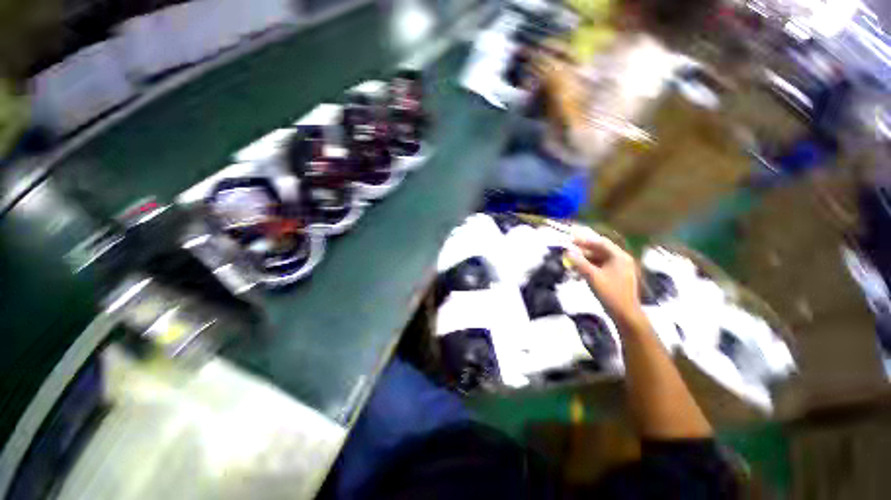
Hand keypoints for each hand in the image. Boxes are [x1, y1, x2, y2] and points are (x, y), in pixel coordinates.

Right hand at [567, 229, 641, 324]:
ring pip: (599, 259)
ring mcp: (619, 269)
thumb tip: (567, 252)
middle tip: (569, 251)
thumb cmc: (610, 293)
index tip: (571, 241)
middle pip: (600, 250)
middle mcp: (621, 260)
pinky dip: (590, 267)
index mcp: (619, 257)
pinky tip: (579, 271)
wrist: (625, 314)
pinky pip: (601, 267)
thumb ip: (579, 263)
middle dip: (583, 251)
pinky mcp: (616, 277)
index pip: (600, 243)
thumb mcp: (592, 276)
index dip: (584, 240)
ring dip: (585, 260)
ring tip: (571, 262)